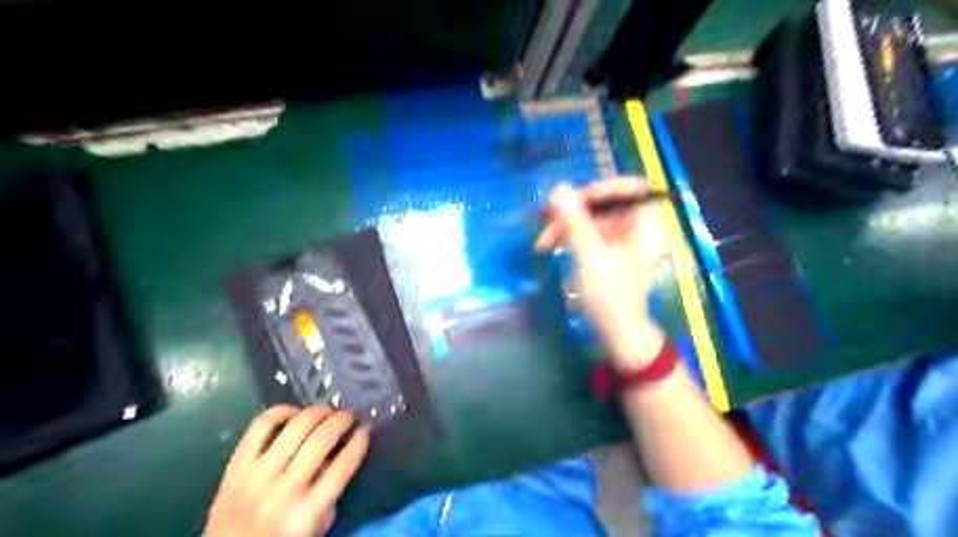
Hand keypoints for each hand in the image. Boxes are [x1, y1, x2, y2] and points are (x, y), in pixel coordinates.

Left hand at [205, 407, 367, 536]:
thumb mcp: (315, 527)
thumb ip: (330, 494)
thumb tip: (339, 454)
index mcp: (307, 513)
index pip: (343, 466)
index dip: (359, 441)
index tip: (365, 429)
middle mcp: (285, 490)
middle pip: (321, 440)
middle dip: (342, 420)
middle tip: (349, 415)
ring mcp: (257, 476)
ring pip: (295, 427)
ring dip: (318, 412)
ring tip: (327, 411)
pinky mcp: (236, 467)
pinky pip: (260, 427)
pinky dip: (281, 412)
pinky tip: (294, 413)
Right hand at [536, 178, 667, 371]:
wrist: (619, 333)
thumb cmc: (611, 297)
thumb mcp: (589, 257)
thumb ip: (574, 222)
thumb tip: (557, 189)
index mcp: (647, 224)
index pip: (629, 188)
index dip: (600, 189)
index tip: (571, 201)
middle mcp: (639, 227)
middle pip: (606, 203)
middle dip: (573, 211)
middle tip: (545, 219)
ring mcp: (625, 239)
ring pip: (594, 218)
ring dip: (567, 225)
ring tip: (542, 241)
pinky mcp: (613, 250)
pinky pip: (591, 233)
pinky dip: (572, 236)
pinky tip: (552, 245)